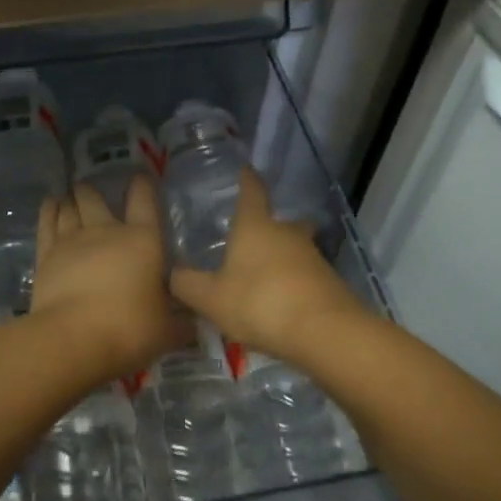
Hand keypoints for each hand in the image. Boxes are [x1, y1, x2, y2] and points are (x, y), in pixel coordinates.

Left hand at [31, 178, 184, 384]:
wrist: (73, 338)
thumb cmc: (129, 329)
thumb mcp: (167, 330)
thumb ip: (181, 322)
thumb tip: (194, 321)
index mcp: (142, 240)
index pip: (144, 202)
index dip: (143, 186)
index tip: (141, 177)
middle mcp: (106, 231)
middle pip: (96, 198)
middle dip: (95, 191)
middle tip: (92, 188)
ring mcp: (72, 239)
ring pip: (70, 207)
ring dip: (72, 199)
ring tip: (71, 195)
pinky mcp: (46, 254)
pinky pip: (47, 222)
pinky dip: (49, 209)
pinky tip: (50, 203)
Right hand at [168, 169, 365, 362]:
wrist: (324, 332)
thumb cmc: (259, 302)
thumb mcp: (211, 298)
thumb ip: (187, 284)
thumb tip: (171, 273)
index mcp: (255, 226)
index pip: (252, 191)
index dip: (247, 179)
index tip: (246, 169)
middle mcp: (286, 233)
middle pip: (279, 221)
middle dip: (267, 227)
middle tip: (251, 239)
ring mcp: (313, 256)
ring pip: (294, 249)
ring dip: (280, 258)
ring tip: (261, 279)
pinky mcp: (329, 282)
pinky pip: (305, 276)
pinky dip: (293, 284)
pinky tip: (281, 305)